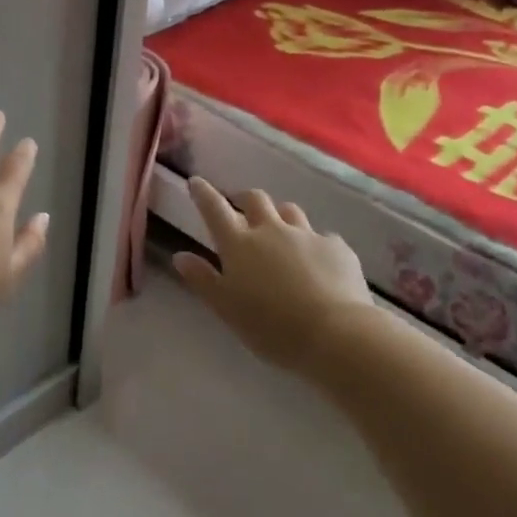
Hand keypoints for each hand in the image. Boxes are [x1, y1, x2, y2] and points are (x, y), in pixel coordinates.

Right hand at [172, 179, 373, 372]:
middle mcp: (271, 230)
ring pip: (290, 211)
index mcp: (239, 244)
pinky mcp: (336, 248)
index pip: (214, 208)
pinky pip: (322, 236)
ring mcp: (307, 235)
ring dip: (279, 215)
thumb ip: (203, 279)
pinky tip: (317, 260)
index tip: (195, 182)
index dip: (203, 193)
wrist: (335, 333)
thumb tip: (180, 255)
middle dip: (244, 198)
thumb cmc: (271, 326)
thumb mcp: (226, 308)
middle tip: (240, 207)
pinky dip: (314, 243)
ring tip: (278, 229)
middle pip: (255, 199)